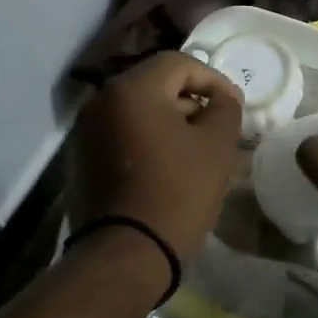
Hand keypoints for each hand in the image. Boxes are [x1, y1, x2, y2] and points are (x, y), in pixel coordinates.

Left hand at [67, 51, 243, 265]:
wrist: (126, 254)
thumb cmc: (177, 192)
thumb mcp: (216, 146)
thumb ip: (225, 109)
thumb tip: (222, 99)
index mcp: (132, 89)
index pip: (179, 63)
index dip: (213, 80)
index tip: (235, 107)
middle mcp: (101, 101)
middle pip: (155, 85)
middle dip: (192, 101)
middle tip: (219, 127)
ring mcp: (86, 132)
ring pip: (138, 112)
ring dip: (171, 122)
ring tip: (198, 149)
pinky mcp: (82, 160)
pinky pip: (123, 135)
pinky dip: (149, 141)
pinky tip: (170, 166)